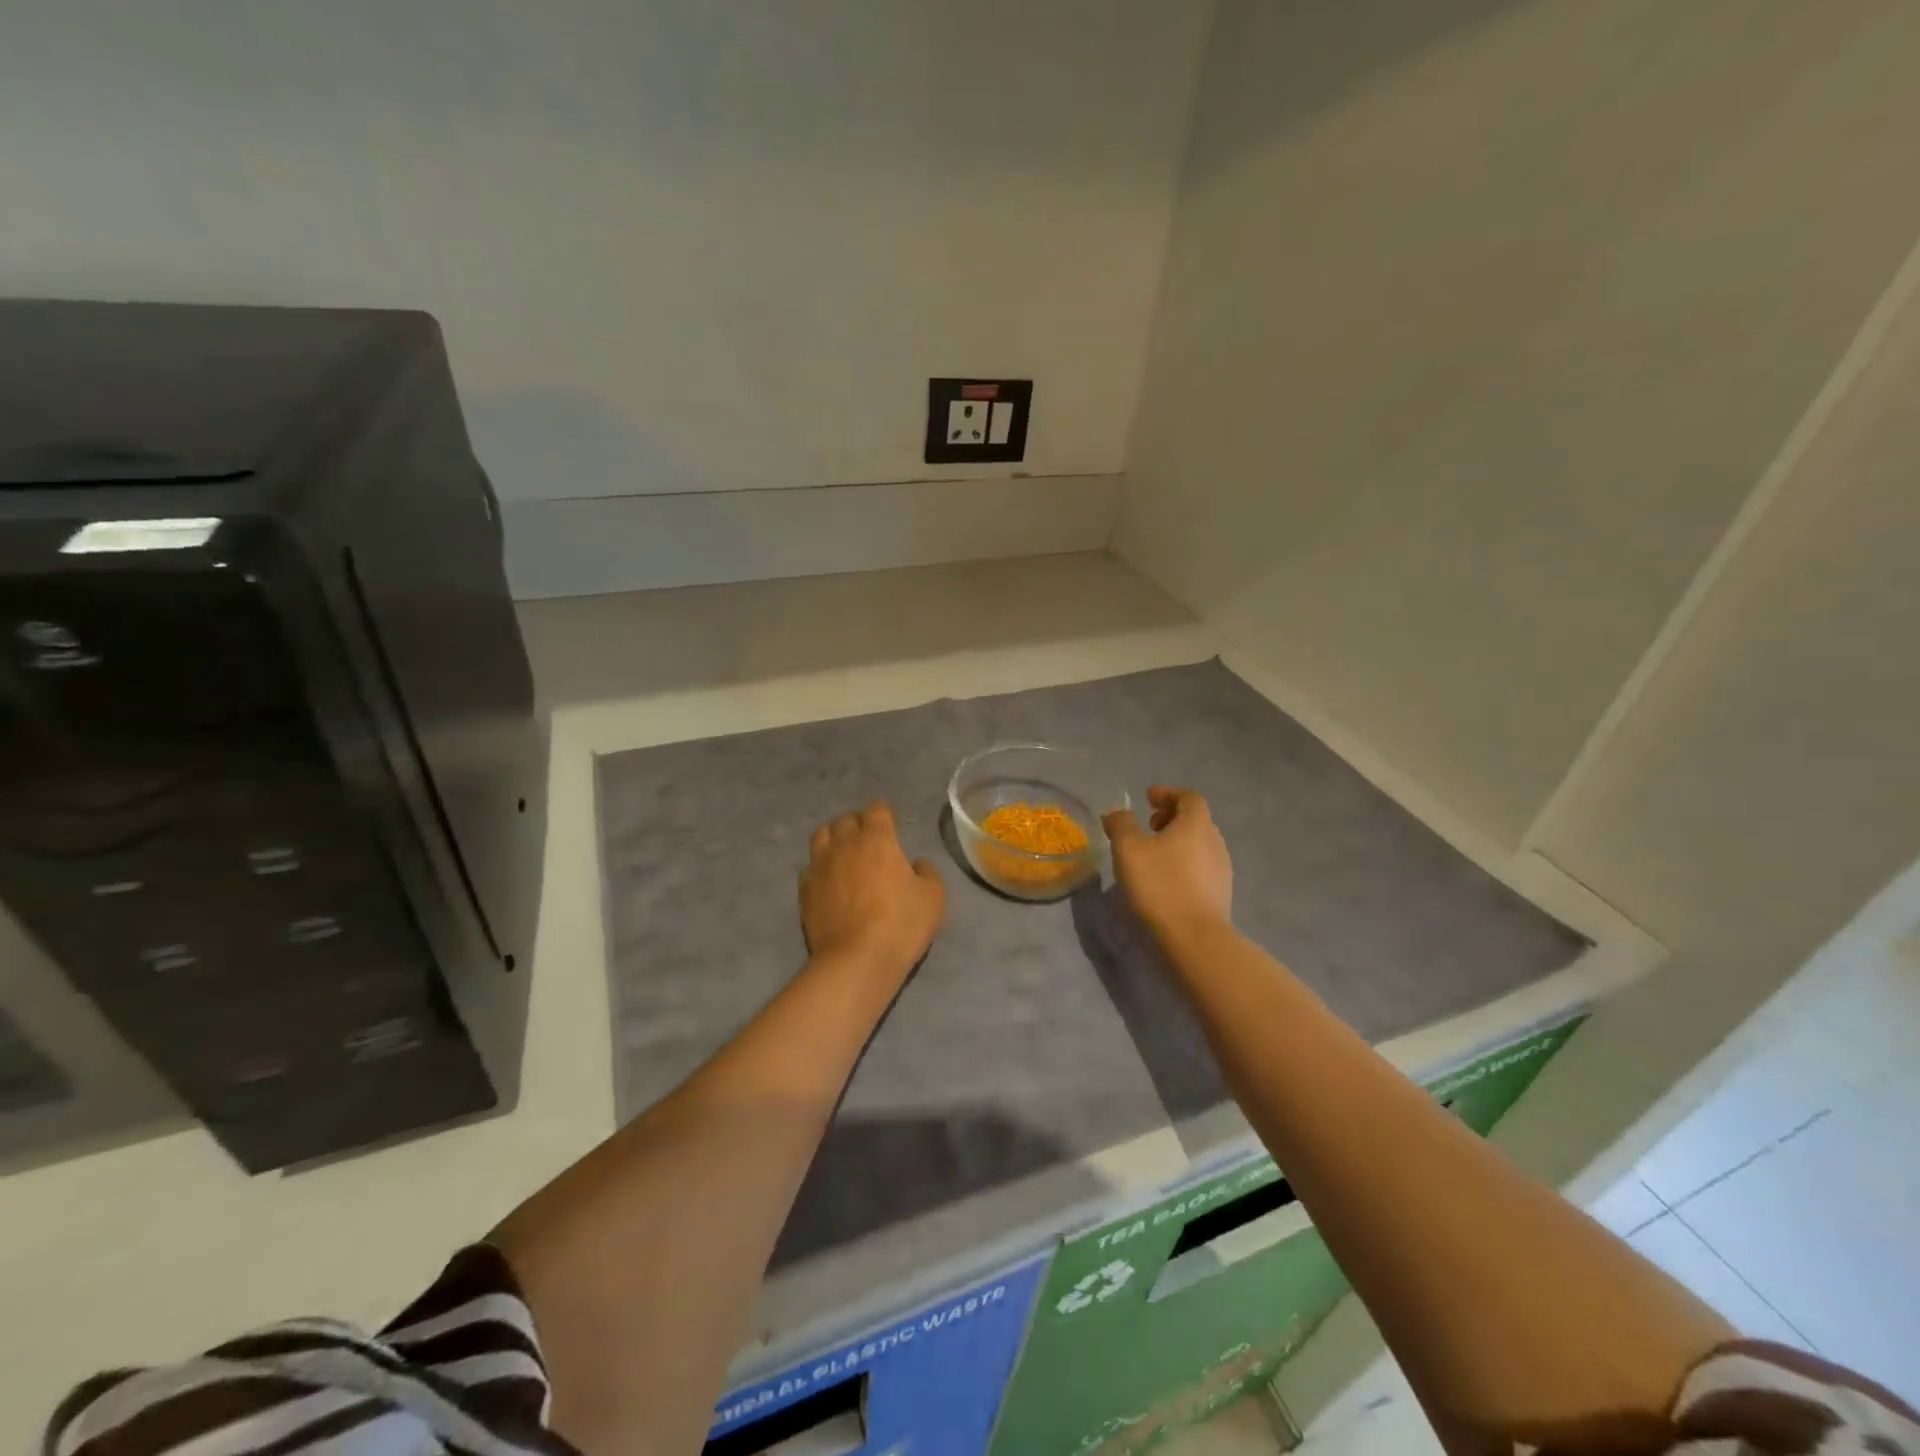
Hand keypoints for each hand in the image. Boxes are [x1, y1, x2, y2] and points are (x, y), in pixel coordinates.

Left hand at [800, 801, 945, 978]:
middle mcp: (845, 844)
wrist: (857, 960)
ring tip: (844, 852)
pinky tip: (829, 881)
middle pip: (846, 819)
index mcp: (877, 839)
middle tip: (870, 839)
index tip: (892, 823)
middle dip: (859, 823)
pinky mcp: (804, 889)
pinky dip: (820, 867)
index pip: (877, 809)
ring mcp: (820, 865)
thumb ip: (927, 872)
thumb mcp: (933, 897)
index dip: (885, 813)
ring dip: (835, 838)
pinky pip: (810, 866)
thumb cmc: (901, 924)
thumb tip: (915, 863)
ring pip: (821, 835)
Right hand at [1103, 786, 1232, 939]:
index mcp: (1196, 824)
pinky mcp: (1220, 895)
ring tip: (1154, 854)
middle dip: (1172, 818)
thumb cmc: (1160, 885)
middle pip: (1196, 820)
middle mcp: (1215, 842)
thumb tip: (1118, 813)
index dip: (1167, 794)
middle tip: (1149, 826)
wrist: (1194, 938)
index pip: (1188, 797)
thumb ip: (1121, 825)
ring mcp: (1221, 870)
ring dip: (1178, 842)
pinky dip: (1183, 864)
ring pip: (1199, 845)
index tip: (1148, 798)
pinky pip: (1201, 868)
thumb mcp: (1128, 849)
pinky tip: (1166, 880)